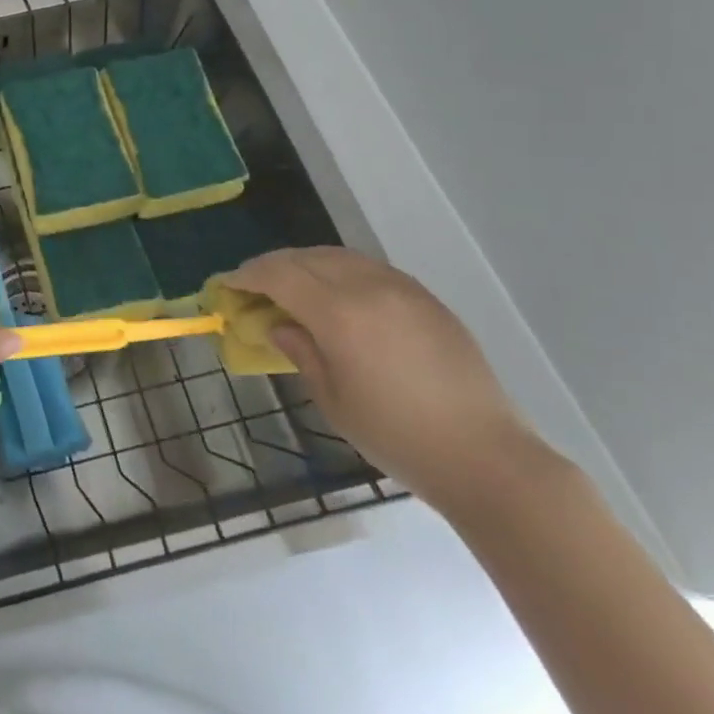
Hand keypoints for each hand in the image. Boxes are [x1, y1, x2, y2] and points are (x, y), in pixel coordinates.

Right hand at [226, 246, 550, 510]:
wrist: (485, 457)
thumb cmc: (397, 437)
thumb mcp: (332, 399)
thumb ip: (301, 352)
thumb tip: (279, 325)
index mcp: (340, 314)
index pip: (279, 275)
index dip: (247, 276)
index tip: (228, 285)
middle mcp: (369, 288)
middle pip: (306, 258)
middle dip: (273, 266)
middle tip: (253, 285)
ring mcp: (402, 289)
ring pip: (339, 256)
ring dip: (306, 264)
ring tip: (291, 286)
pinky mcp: (426, 299)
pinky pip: (369, 268)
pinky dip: (340, 271)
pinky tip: (336, 295)